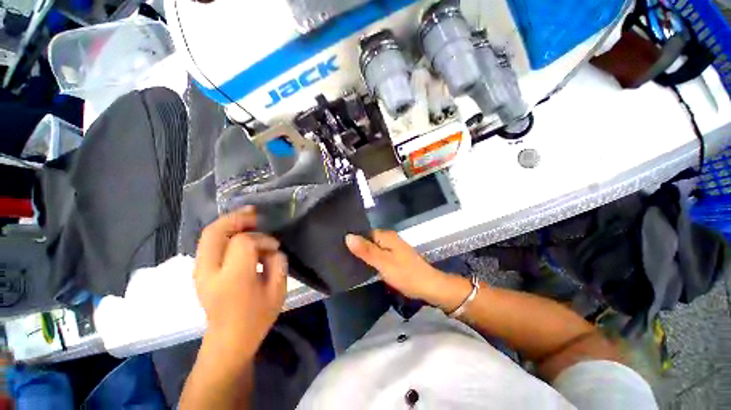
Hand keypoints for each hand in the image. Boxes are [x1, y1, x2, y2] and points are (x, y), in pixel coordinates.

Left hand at [194, 207, 287, 357]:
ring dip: (228, 223)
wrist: (228, 341)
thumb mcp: (278, 290)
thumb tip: (271, 248)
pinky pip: (208, 243)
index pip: (243, 242)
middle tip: (255, 215)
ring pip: (208, 235)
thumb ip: (278, 263)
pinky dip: (223, 233)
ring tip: (248, 219)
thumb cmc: (257, 318)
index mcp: (233, 279)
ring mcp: (200, 272)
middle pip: (215, 231)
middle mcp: (210, 272)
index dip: (262, 239)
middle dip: (236, 218)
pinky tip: (238, 233)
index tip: (274, 247)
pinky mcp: (199, 272)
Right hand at [345, 230, 451, 303]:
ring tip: (348, 260)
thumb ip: (366, 250)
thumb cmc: (406, 274)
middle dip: (357, 246)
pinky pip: (379, 254)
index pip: (364, 232)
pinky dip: (372, 258)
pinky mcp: (395, 257)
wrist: (429, 286)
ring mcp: (394, 247)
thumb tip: (348, 236)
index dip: (353, 238)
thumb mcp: (383, 263)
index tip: (339, 245)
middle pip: (369, 239)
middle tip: (341, 255)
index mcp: (387, 236)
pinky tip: (364, 265)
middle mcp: (390, 238)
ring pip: (374, 247)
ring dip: (364, 253)